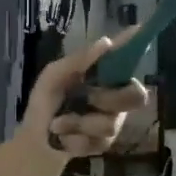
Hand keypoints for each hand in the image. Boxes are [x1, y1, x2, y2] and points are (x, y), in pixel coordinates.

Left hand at [25, 33, 148, 156]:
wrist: (35, 140)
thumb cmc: (45, 103)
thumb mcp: (53, 77)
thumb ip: (78, 61)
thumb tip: (106, 42)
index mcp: (103, 76)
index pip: (126, 58)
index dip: (136, 46)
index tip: (140, 30)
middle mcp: (115, 96)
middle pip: (137, 96)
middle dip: (109, 99)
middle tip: (88, 99)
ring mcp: (112, 121)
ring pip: (109, 124)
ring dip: (77, 123)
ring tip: (57, 124)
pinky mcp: (105, 145)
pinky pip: (96, 142)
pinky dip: (73, 140)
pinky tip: (62, 138)